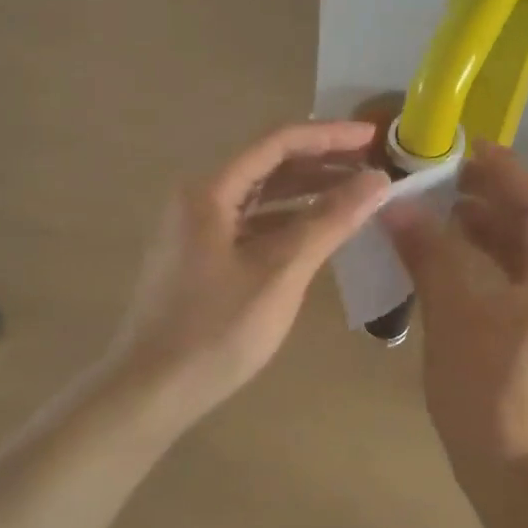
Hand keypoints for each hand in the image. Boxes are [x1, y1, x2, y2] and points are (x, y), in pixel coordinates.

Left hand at [107, 120, 390, 419]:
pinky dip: (288, 222)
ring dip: (307, 192)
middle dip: (322, 162)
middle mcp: (199, 199)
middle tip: (372, 166)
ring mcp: (197, 230)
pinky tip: (319, 230)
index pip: (277, 142)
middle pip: (268, 165)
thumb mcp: (280, 273)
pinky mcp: (202, 258)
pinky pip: (252, 224)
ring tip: (356, 193)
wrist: (150, 391)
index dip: (329, 136)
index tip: (374, 138)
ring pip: (261, 197)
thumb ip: (329, 221)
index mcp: (210, 191)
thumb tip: (377, 180)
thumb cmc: (216, 330)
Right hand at [384, 140, 527, 480]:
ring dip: (479, 234)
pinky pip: (509, 287)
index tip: (462, 149)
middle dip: (486, 200)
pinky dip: (479, 268)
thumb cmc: (488, 386)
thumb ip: (429, 252)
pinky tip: (442, 269)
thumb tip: (397, 207)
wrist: (514, 473)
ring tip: (435, 219)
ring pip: (518, 259)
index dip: (503, 169)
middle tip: (438, 182)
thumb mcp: (454, 310)